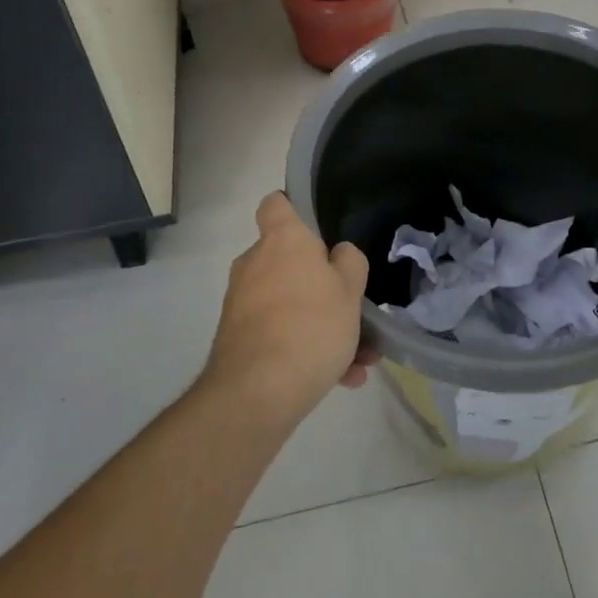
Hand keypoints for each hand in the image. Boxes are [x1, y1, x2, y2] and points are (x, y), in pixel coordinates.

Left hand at [202, 192, 376, 427]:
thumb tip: (337, 255)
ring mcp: (242, 303)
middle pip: (290, 262)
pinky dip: (307, 351)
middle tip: (352, 310)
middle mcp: (255, 264)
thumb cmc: (311, 325)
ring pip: (291, 305)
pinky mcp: (237, 340)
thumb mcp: (350, 289)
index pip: (276, 204)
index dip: (294, 208)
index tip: (316, 227)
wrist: (257, 393)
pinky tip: (341, 380)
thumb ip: (349, 263)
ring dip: (323, 327)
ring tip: (359, 359)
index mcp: (282, 240)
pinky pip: (281, 335)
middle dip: (322, 286)